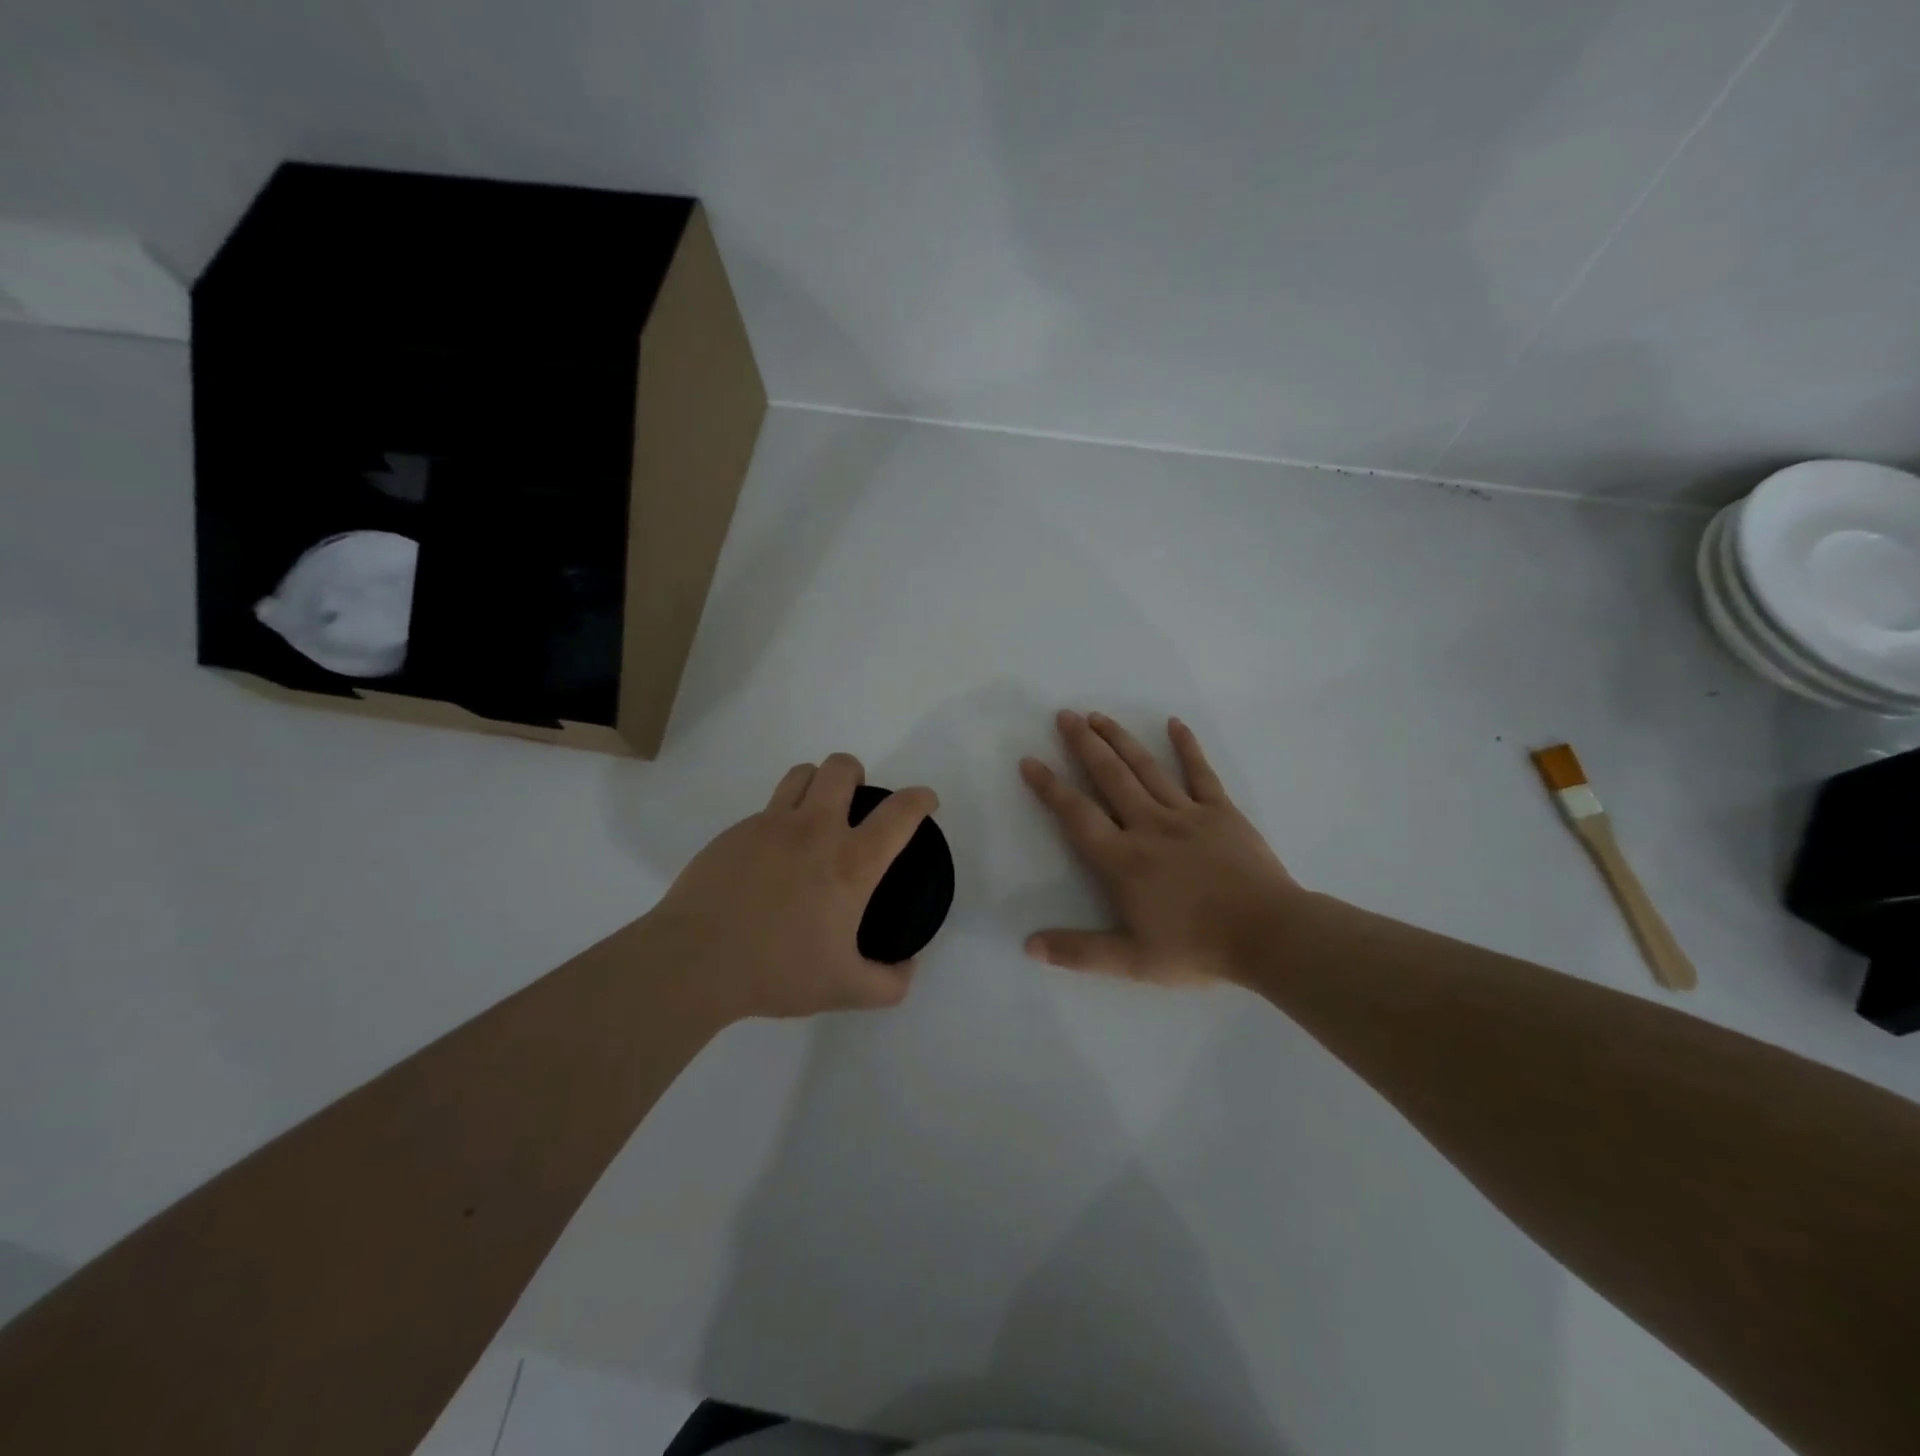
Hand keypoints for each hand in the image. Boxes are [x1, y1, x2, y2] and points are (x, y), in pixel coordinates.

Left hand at [647, 753, 938, 1020]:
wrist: (694, 962)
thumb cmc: (776, 972)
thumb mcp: (845, 990)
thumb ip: (889, 983)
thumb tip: (909, 969)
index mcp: (850, 862)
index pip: (899, 813)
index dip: (921, 799)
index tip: (926, 801)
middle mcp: (814, 830)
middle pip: (842, 768)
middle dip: (857, 775)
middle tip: (856, 805)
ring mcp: (769, 825)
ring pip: (801, 774)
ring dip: (818, 784)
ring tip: (815, 816)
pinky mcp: (734, 832)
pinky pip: (766, 809)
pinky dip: (780, 821)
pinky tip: (771, 860)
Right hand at [1021, 711, 1298, 985]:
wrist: (1268, 935)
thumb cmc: (1197, 948)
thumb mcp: (1131, 961)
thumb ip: (1078, 951)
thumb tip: (1029, 945)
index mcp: (1123, 859)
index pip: (1077, 815)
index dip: (1050, 787)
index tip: (1030, 761)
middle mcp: (1148, 826)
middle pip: (1110, 777)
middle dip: (1084, 744)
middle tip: (1064, 716)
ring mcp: (1186, 814)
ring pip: (1146, 768)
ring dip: (1120, 739)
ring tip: (1098, 716)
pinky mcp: (1221, 811)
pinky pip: (1200, 773)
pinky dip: (1186, 746)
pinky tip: (1174, 723)